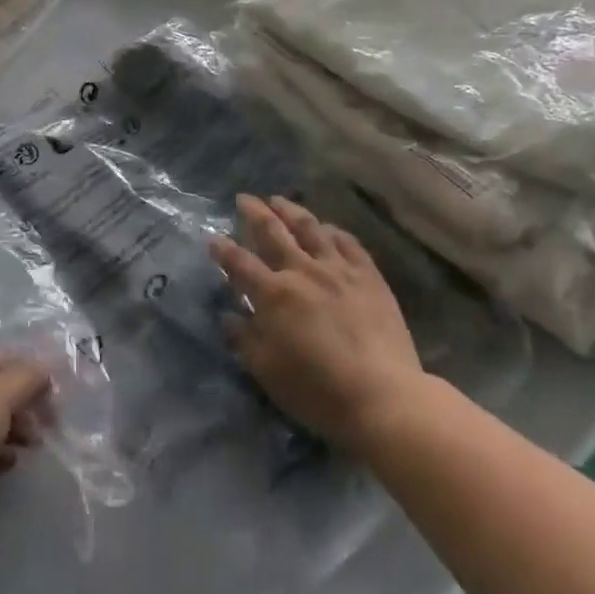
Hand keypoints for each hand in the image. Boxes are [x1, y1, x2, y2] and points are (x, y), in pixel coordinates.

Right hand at [212, 195, 425, 453]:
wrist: (381, 395)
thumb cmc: (316, 390)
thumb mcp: (267, 371)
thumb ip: (244, 338)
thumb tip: (228, 314)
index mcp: (273, 294)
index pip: (240, 263)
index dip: (224, 249)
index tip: (213, 237)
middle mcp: (303, 271)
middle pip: (273, 232)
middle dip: (255, 213)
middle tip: (244, 198)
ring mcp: (338, 268)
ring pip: (310, 228)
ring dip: (291, 211)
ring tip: (279, 200)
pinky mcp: (368, 275)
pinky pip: (348, 242)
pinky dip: (333, 231)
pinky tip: (327, 227)